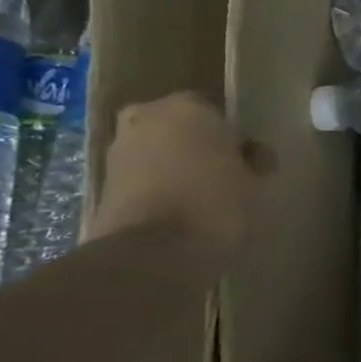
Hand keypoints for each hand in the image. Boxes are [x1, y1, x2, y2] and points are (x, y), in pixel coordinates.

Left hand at [89, 92, 272, 267]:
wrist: (152, 254)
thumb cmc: (217, 206)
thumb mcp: (258, 185)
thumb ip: (257, 162)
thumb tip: (253, 154)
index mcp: (189, 107)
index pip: (220, 116)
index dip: (236, 142)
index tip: (248, 166)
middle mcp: (147, 117)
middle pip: (183, 130)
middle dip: (199, 149)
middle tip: (223, 179)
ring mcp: (119, 149)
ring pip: (159, 153)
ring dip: (175, 168)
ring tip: (200, 201)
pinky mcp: (102, 183)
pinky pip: (142, 178)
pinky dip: (157, 189)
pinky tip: (177, 214)